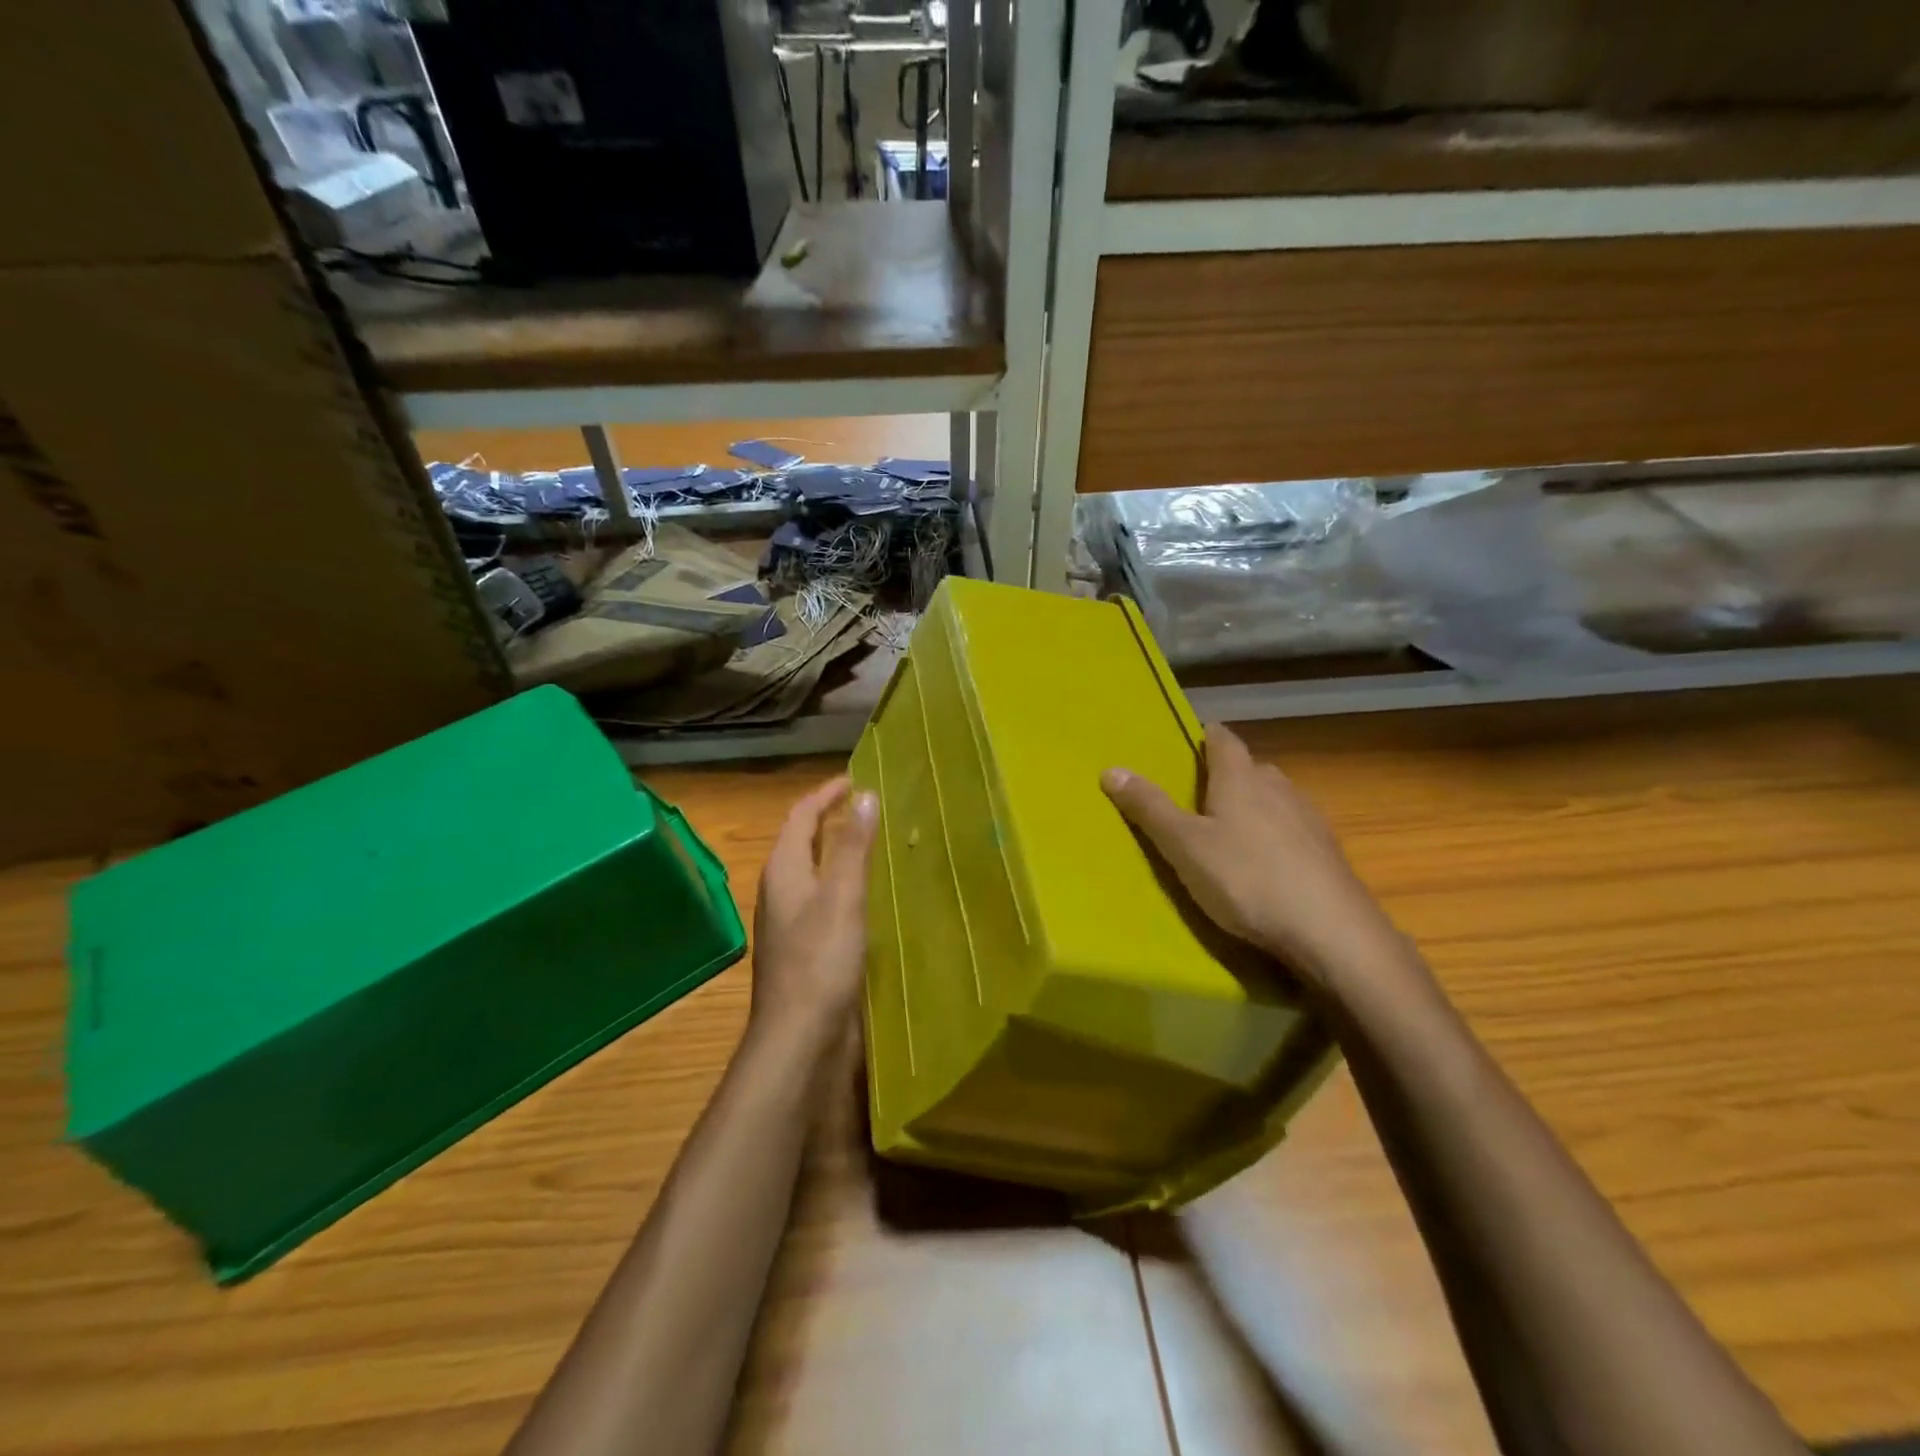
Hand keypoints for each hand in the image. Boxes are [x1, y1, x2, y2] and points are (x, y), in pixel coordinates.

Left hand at [750, 776, 879, 1044]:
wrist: (799, 1038)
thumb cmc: (820, 961)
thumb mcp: (842, 896)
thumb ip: (853, 846)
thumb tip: (864, 796)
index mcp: (784, 872)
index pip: (800, 817)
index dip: (825, 795)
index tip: (855, 779)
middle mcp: (781, 892)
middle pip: (801, 842)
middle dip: (829, 820)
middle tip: (866, 807)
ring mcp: (789, 923)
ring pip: (812, 873)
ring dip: (836, 852)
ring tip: (871, 843)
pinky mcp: (803, 949)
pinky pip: (822, 901)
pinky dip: (842, 884)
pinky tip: (867, 898)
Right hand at [1102, 724, 1410, 999]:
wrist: (1332, 932)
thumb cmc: (1247, 880)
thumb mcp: (1184, 846)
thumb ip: (1149, 808)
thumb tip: (1111, 769)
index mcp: (1241, 778)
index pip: (1223, 739)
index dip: (1206, 736)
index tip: (1190, 741)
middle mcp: (1279, 787)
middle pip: (1251, 768)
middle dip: (1228, 775)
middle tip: (1199, 795)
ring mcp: (1309, 819)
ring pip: (1275, 799)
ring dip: (1254, 805)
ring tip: (1230, 830)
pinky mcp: (1328, 852)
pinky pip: (1293, 830)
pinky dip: (1275, 835)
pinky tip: (1266, 864)